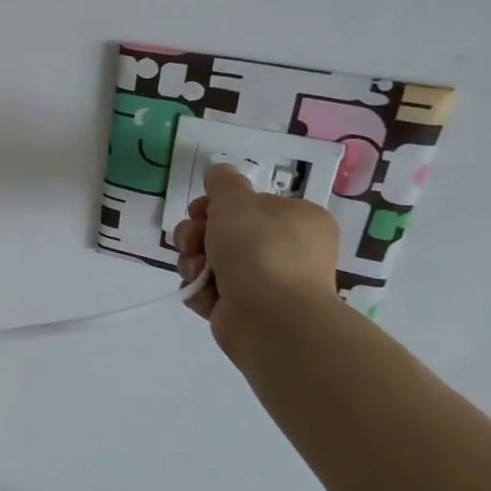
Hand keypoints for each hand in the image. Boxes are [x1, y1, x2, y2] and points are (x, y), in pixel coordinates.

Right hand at [178, 163, 340, 355]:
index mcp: (298, 220)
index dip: (216, 205)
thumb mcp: (236, 200)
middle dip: (197, 235)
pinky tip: (203, 293)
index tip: (200, 210)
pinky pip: (211, 290)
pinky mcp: (248, 310)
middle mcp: (288, 250)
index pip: (248, 204)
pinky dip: (201, 290)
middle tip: (192, 241)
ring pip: (212, 260)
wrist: (271, 318)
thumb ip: (223, 181)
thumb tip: (220, 172)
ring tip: (198, 271)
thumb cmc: (259, 249)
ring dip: (194, 262)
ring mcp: (268, 283)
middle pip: (224, 232)